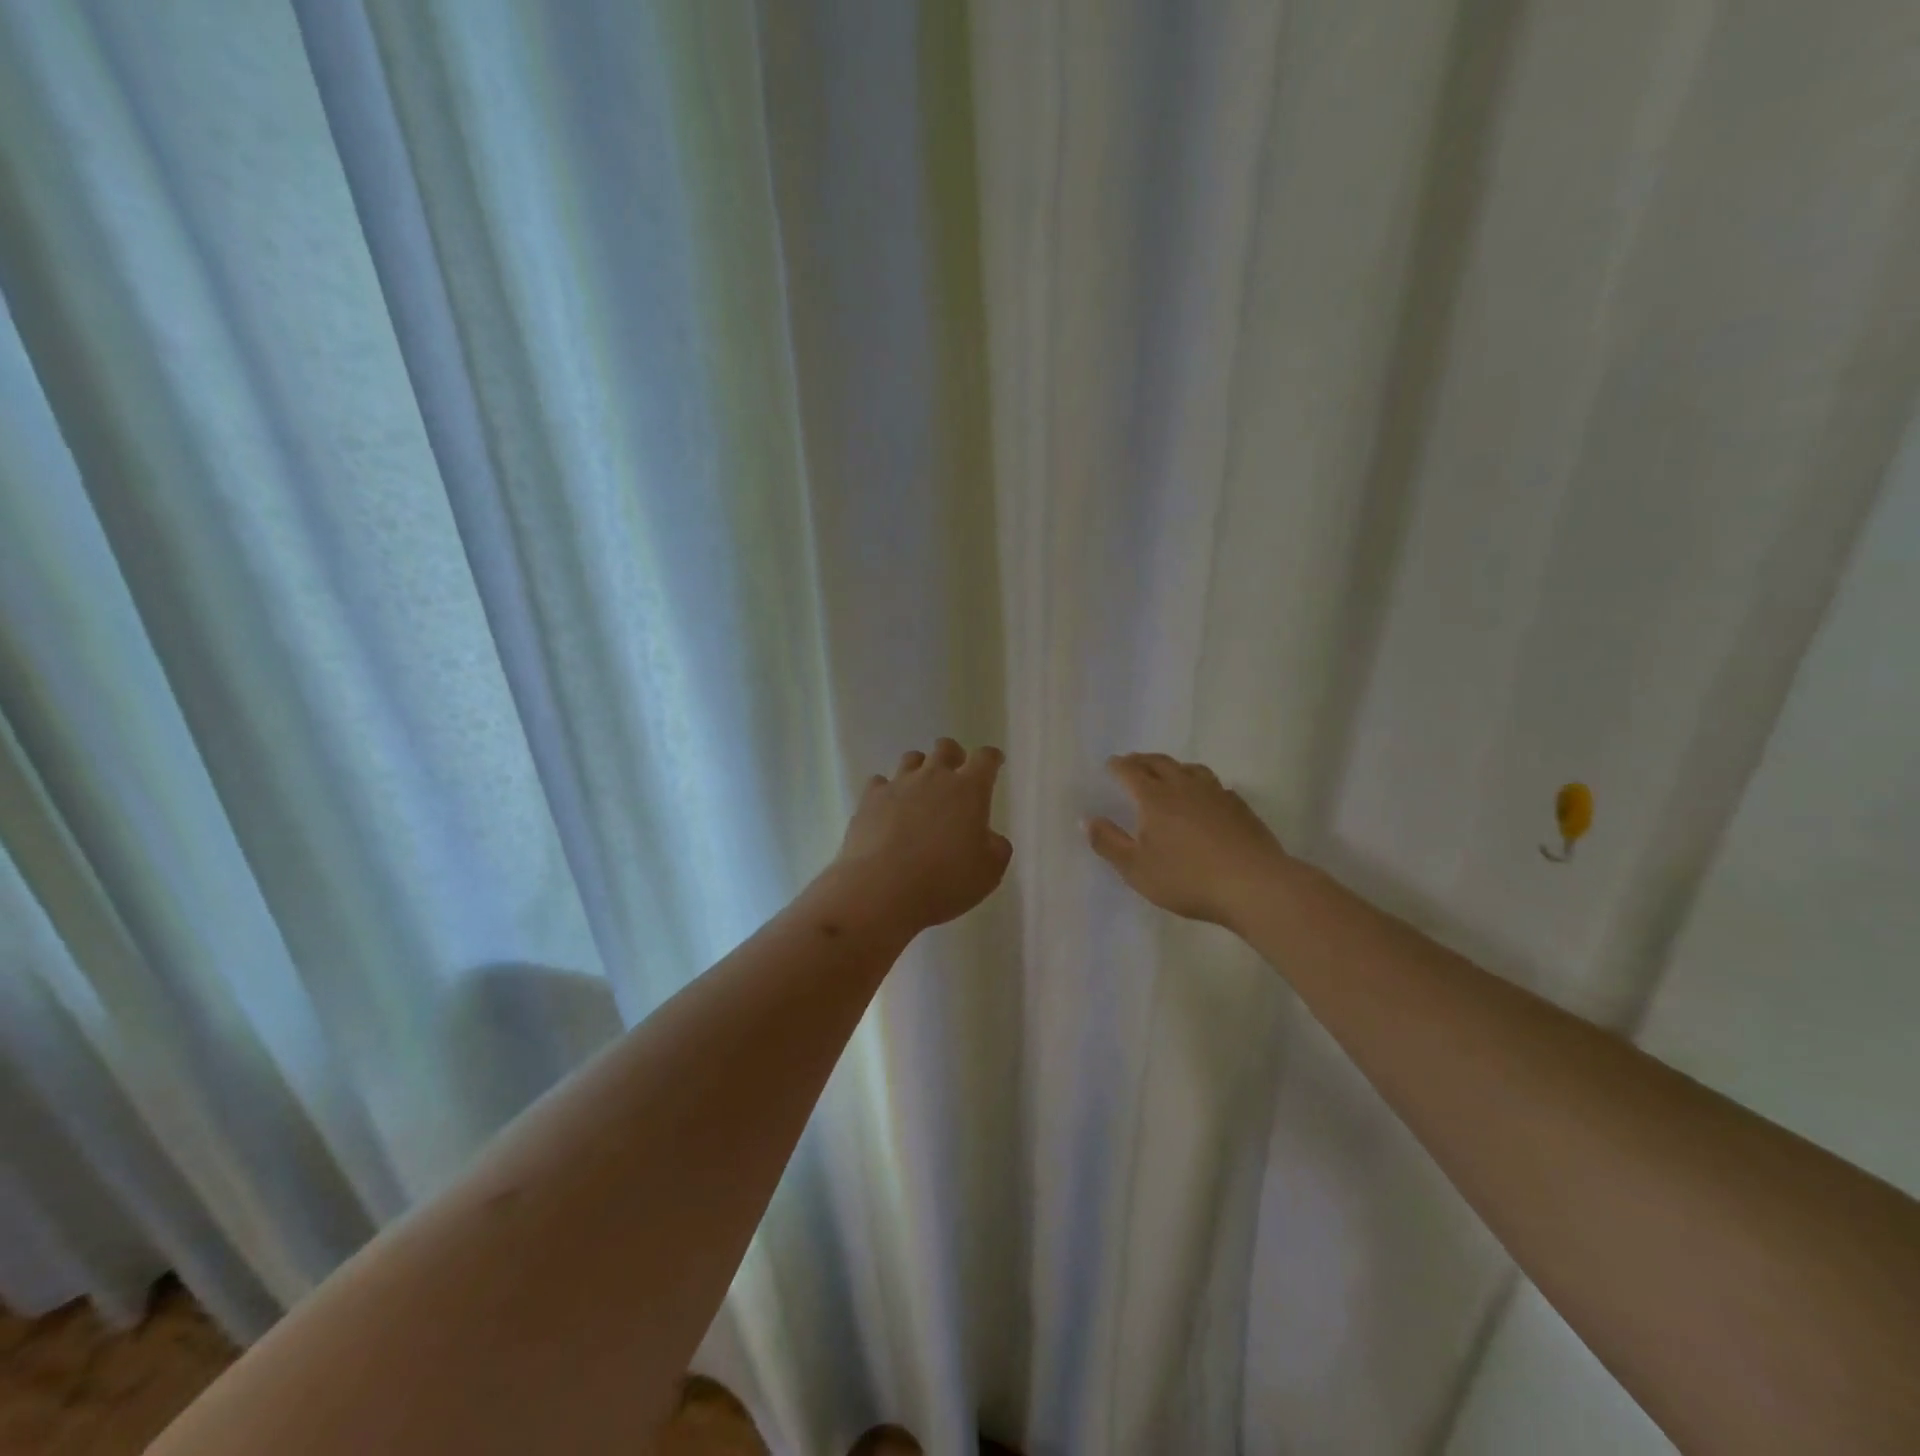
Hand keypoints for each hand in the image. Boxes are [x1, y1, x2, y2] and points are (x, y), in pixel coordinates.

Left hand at [831, 738, 1012, 933]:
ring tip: (920, 790)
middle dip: (954, 755)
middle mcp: (934, 777)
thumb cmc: (945, 881)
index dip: (992, 758)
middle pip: (946, 748)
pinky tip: (887, 808)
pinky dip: (887, 791)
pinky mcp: (870, 799)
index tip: (994, 763)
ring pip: (911, 759)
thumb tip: (990, 838)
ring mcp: (899, 784)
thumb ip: (996, 847)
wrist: (883, 889)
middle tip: (955, 774)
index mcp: (969, 790)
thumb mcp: (989, 871)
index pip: (985, 759)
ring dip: (920, 769)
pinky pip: (880, 782)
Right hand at [1087, 753, 1290, 927]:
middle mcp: (1183, 787)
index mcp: (1154, 798)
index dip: (1118, 766)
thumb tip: (1087, 819)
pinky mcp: (1239, 807)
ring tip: (1167, 772)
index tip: (1110, 764)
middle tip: (1132, 762)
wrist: (1253, 885)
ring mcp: (1215, 794)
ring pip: (1190, 769)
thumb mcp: (1136, 868)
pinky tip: (1204, 797)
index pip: (1131, 772)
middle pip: (1159, 763)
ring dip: (1173, 766)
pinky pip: (1214, 785)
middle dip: (1142, 760)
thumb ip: (1108, 842)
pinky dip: (1200, 783)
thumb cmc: (1186, 878)